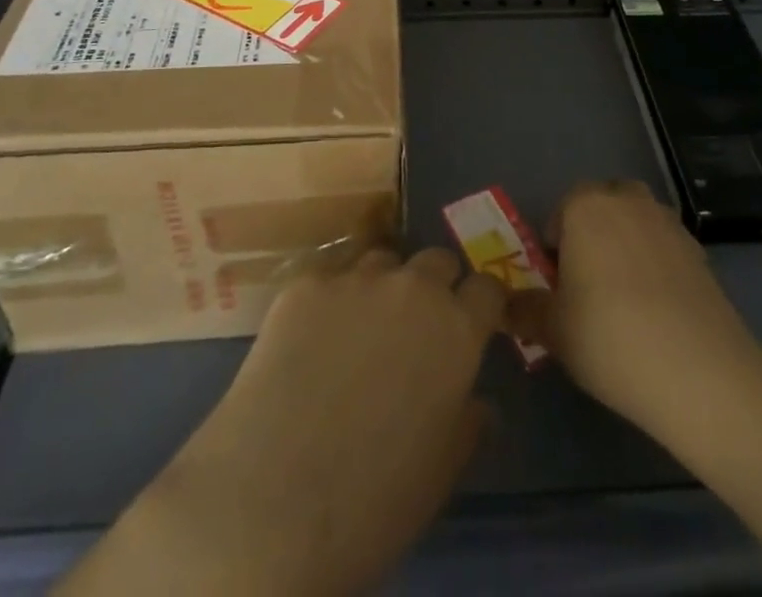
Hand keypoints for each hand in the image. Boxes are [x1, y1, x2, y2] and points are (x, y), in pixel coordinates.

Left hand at [81, 247, 503, 596]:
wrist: (274, 501)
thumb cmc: (374, 501)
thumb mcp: (441, 472)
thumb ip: (468, 424)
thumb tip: (479, 403)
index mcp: (456, 329)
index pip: (487, 287)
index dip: (482, 303)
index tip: (475, 321)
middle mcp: (412, 288)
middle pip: (436, 260)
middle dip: (434, 285)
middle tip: (415, 325)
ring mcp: (356, 279)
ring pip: (382, 261)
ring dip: (382, 285)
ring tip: (360, 327)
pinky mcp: (305, 284)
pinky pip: (330, 277)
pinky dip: (330, 299)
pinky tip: (311, 337)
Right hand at [514, 180, 758, 443]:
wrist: (701, 372)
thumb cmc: (610, 338)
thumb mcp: (552, 330)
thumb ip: (523, 309)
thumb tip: (503, 303)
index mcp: (586, 206)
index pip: (560, 211)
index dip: (554, 247)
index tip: (557, 286)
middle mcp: (628, 201)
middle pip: (602, 207)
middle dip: (592, 236)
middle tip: (587, 286)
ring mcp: (669, 223)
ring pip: (636, 224)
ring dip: (626, 247)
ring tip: (624, 301)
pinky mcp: (700, 252)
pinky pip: (665, 248)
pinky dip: (657, 267)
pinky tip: (658, 314)